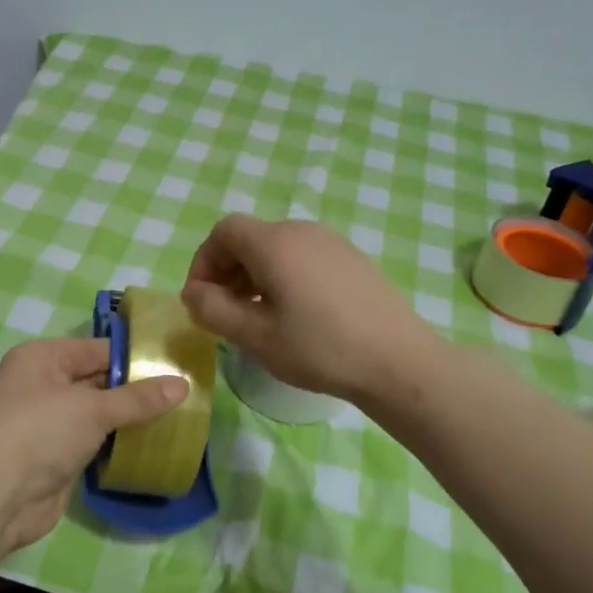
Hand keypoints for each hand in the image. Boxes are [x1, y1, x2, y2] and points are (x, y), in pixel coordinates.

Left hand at [0, 337, 186, 555]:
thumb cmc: (39, 432)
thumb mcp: (92, 408)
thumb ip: (138, 399)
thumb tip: (183, 385)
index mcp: (44, 358)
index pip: (98, 349)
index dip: (136, 357)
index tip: (176, 365)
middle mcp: (44, 385)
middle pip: (99, 381)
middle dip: (137, 390)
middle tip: (184, 395)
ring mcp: (49, 423)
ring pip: (98, 415)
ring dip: (130, 420)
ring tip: (178, 419)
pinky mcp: (56, 457)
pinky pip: (94, 443)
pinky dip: (118, 445)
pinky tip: (151, 447)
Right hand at [181, 215, 431, 403]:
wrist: (399, 361)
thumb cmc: (320, 349)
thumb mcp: (255, 336)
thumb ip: (213, 310)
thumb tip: (193, 293)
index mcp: (275, 243)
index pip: (224, 232)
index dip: (204, 262)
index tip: (201, 299)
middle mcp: (302, 231)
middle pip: (250, 238)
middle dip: (227, 270)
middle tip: (224, 312)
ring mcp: (333, 242)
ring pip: (278, 248)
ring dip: (255, 275)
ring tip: (257, 316)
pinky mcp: (353, 259)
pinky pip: (304, 257)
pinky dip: (284, 276)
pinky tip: (294, 314)